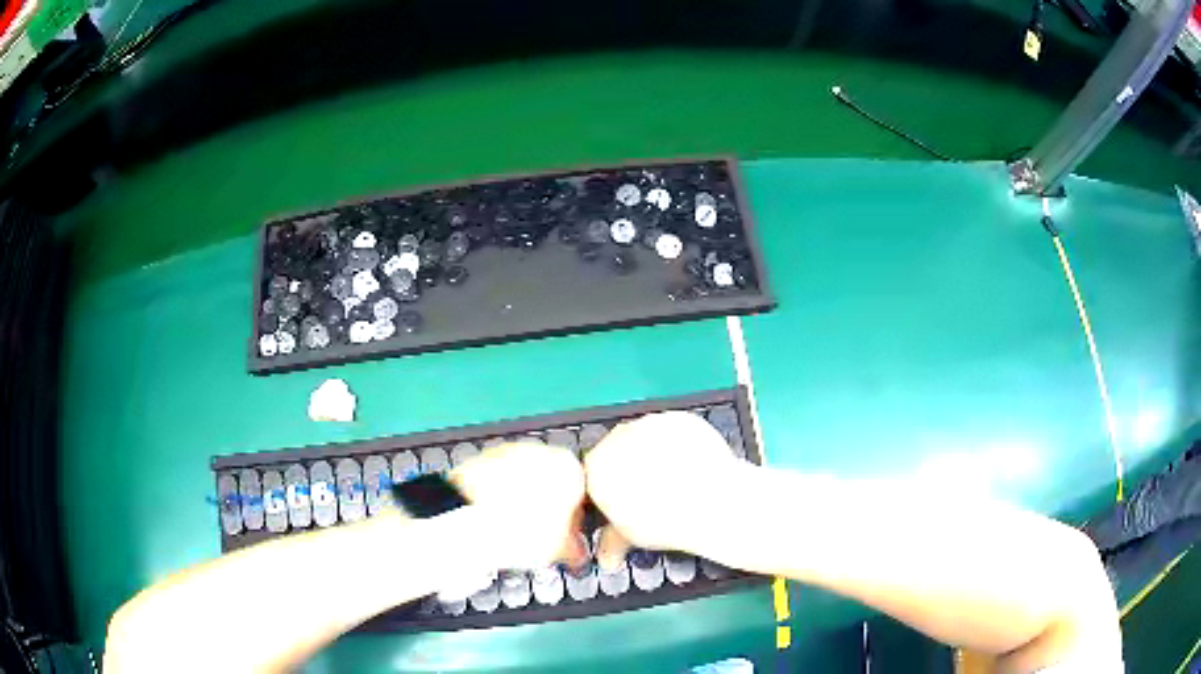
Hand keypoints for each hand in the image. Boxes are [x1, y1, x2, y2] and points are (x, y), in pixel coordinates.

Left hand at [450, 441, 586, 569]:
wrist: (468, 522)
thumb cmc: (517, 531)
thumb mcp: (559, 549)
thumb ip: (575, 548)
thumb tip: (575, 552)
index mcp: (570, 469)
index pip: (583, 496)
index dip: (573, 523)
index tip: (564, 538)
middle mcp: (542, 452)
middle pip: (551, 483)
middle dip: (545, 508)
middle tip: (536, 536)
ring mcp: (509, 452)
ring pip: (522, 478)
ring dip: (520, 499)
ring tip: (510, 529)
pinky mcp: (481, 457)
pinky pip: (497, 478)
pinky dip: (496, 495)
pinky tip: (492, 519)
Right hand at [585, 411, 744, 557]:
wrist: (711, 502)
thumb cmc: (666, 523)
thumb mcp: (630, 537)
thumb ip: (611, 542)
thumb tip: (606, 558)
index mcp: (597, 467)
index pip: (594, 474)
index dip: (611, 488)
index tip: (625, 500)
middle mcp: (617, 438)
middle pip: (617, 450)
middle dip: (630, 467)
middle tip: (652, 490)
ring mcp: (649, 424)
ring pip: (644, 437)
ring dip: (653, 452)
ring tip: (676, 478)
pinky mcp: (677, 418)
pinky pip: (672, 429)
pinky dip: (678, 443)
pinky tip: (690, 464)